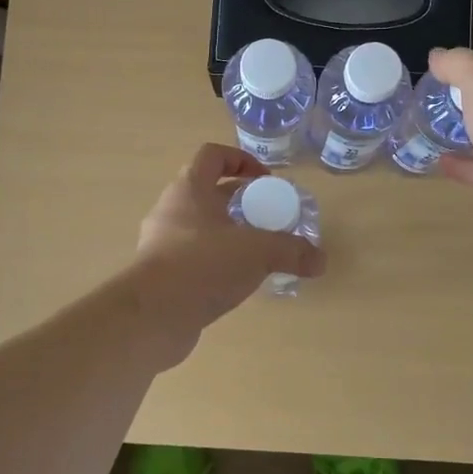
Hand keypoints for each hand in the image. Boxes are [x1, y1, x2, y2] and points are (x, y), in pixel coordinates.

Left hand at [129, 143, 325, 366]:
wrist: (151, 317)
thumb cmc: (202, 266)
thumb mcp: (257, 253)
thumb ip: (291, 251)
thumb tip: (321, 260)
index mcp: (189, 190)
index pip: (212, 156)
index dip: (241, 160)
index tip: (265, 180)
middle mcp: (171, 210)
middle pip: (207, 192)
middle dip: (240, 201)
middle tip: (268, 218)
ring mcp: (161, 243)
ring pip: (200, 227)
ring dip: (228, 233)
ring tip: (257, 252)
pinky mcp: (160, 274)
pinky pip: (192, 257)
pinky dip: (215, 261)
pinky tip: (237, 281)